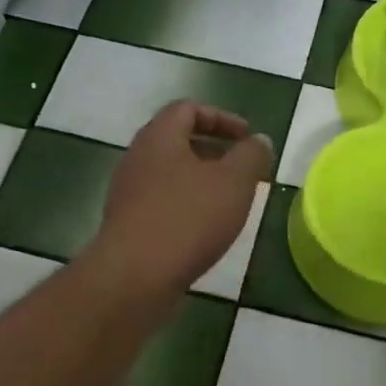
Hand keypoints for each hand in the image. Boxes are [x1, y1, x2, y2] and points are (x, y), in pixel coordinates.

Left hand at [87, 101, 272, 296]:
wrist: (134, 276)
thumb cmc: (188, 218)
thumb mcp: (234, 182)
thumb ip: (251, 156)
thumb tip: (259, 141)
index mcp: (159, 137)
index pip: (187, 109)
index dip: (220, 117)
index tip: (247, 137)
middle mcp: (137, 158)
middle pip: (175, 140)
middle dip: (212, 150)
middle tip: (240, 167)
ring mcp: (127, 192)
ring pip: (168, 173)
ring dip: (199, 179)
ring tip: (227, 200)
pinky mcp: (127, 224)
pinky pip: (160, 202)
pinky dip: (185, 204)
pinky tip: (205, 228)